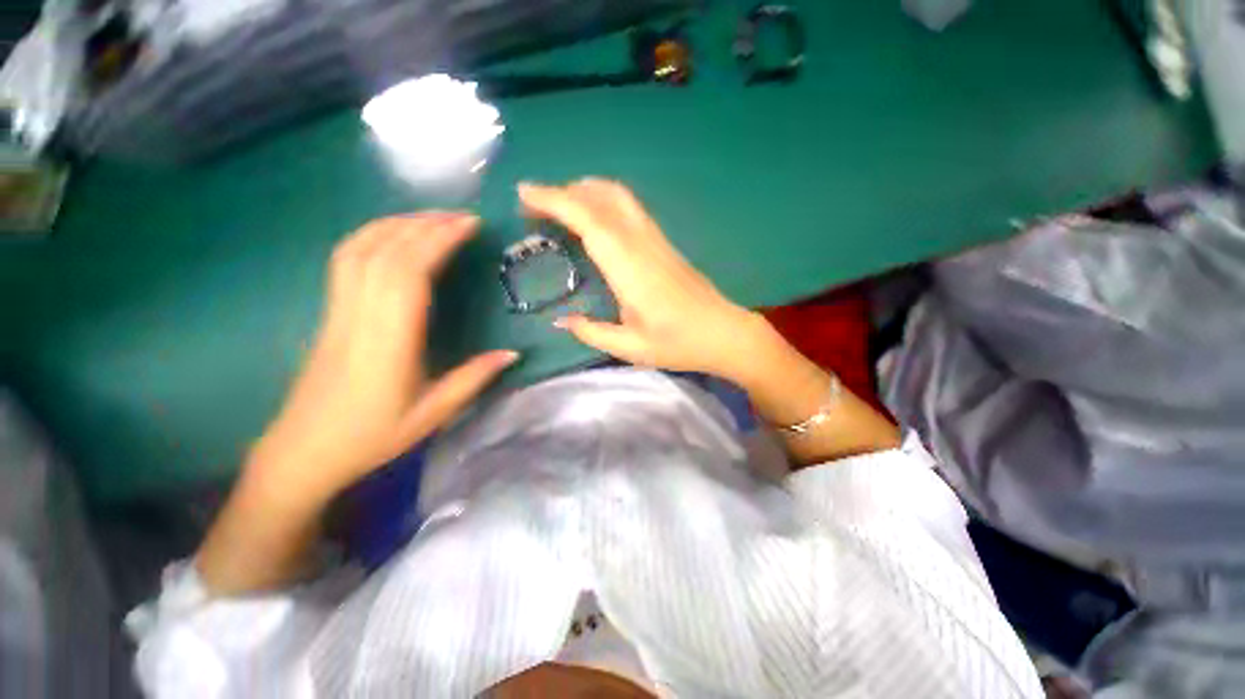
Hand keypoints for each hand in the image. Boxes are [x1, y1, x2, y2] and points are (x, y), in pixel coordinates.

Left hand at [250, 212, 517, 501]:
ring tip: (433, 218)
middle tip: (462, 216)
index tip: (468, 226)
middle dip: (426, 225)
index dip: (438, 241)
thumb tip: (513, 353)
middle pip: (387, 252)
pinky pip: (346, 259)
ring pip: (362, 248)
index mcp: (388, 341)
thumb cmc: (371, 436)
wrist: (303, 451)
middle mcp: (360, 315)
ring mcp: (338, 310)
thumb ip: (473, 379)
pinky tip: (393, 235)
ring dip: (398, 224)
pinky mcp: (330, 311)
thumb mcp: (432, 414)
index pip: (409, 273)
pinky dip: (371, 236)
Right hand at [519, 179, 760, 381]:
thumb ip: (592, 332)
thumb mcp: (631, 347)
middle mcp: (642, 244)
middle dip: (565, 192)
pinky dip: (604, 201)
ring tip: (559, 203)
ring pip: (619, 198)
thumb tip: (560, 320)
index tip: (525, 193)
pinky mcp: (664, 243)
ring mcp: (656, 240)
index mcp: (630, 269)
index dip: (555, 201)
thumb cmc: (679, 344)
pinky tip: (594, 216)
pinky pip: (630, 209)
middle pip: (602, 199)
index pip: (589, 221)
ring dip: (586, 191)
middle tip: (535, 202)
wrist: (724, 333)